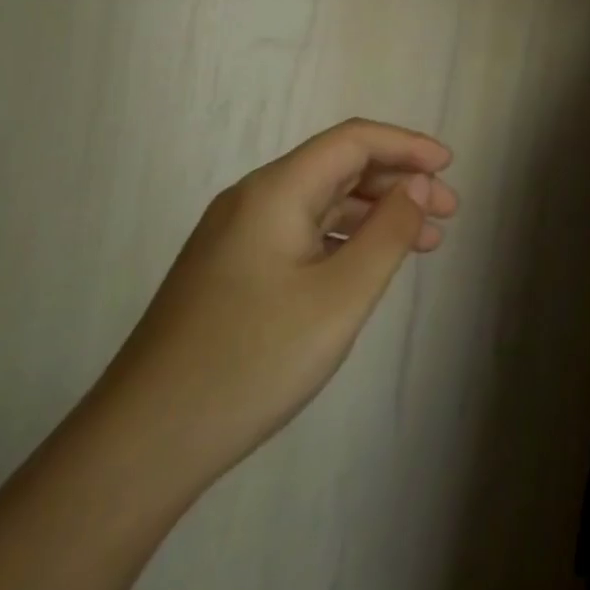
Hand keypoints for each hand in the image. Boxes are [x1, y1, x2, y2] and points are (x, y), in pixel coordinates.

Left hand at [88, 118, 458, 488]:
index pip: (355, 140)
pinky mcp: (230, 271)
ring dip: (376, 213)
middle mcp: (253, 201)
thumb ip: (389, 231)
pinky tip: (369, 267)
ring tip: (424, 243)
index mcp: (275, 191)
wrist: (139, 449)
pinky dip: (346, 239)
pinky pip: (302, 233)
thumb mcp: (341, 296)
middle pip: (339, 167)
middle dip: (398, 181)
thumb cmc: (252, 362)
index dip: (408, 145)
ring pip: (322, 203)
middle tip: (446, 213)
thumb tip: (417, 184)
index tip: (450, 167)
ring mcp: (236, 237)